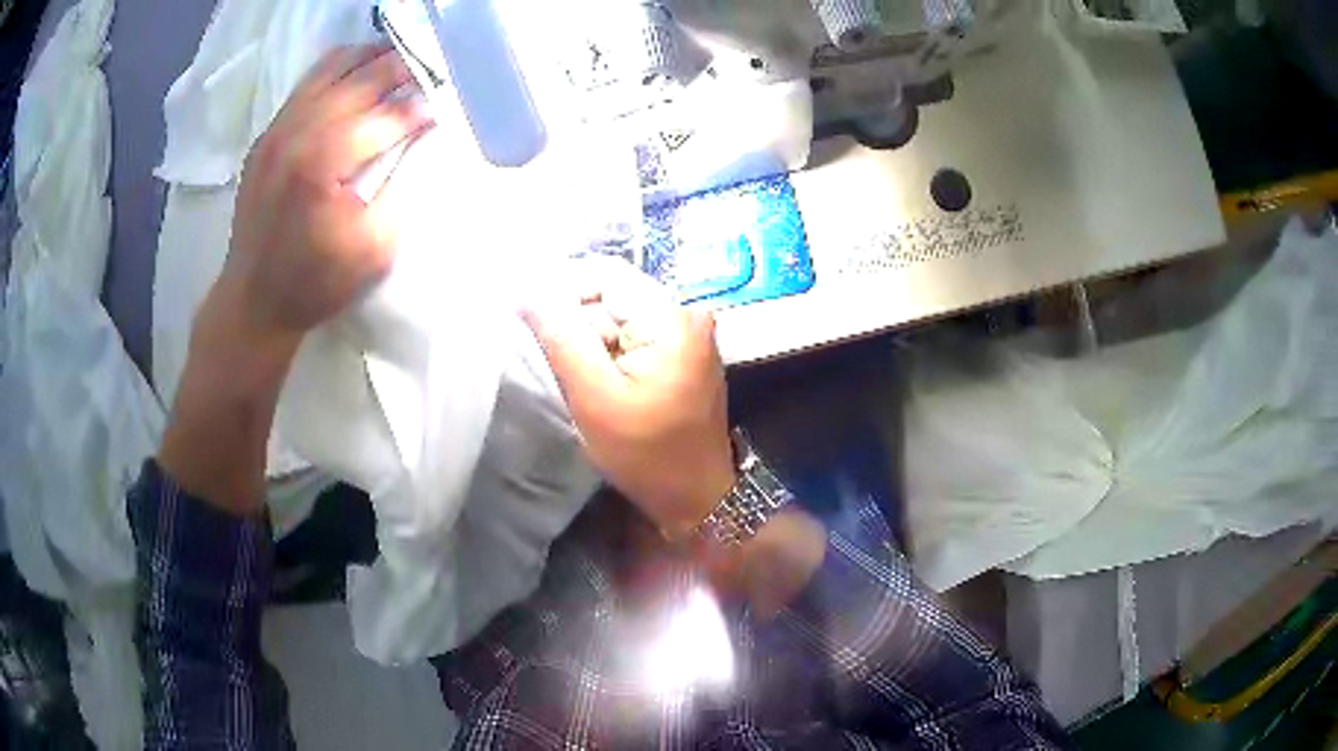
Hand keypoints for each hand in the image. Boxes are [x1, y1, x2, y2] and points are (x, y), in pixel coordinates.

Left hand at [219, 43, 432, 349]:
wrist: (253, 302)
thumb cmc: (316, 283)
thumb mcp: (374, 248)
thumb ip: (403, 186)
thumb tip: (421, 138)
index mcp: (324, 162)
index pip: (388, 115)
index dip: (422, 108)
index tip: (445, 107)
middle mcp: (298, 133)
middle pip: (361, 79)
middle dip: (403, 70)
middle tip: (431, 72)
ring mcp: (277, 130)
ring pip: (331, 69)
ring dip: (370, 58)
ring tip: (399, 60)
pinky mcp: (267, 136)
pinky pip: (307, 84)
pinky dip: (337, 69)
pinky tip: (357, 72)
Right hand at [523, 260, 735, 537]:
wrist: (697, 497)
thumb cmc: (647, 454)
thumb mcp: (594, 397)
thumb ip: (561, 338)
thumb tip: (528, 290)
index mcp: (671, 318)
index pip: (606, 273)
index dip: (562, 288)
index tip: (530, 318)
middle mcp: (686, 314)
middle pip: (614, 293)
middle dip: (577, 321)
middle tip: (555, 361)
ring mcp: (688, 334)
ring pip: (620, 315)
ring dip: (591, 340)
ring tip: (579, 379)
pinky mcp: (682, 353)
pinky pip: (634, 335)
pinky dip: (609, 352)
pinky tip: (600, 383)